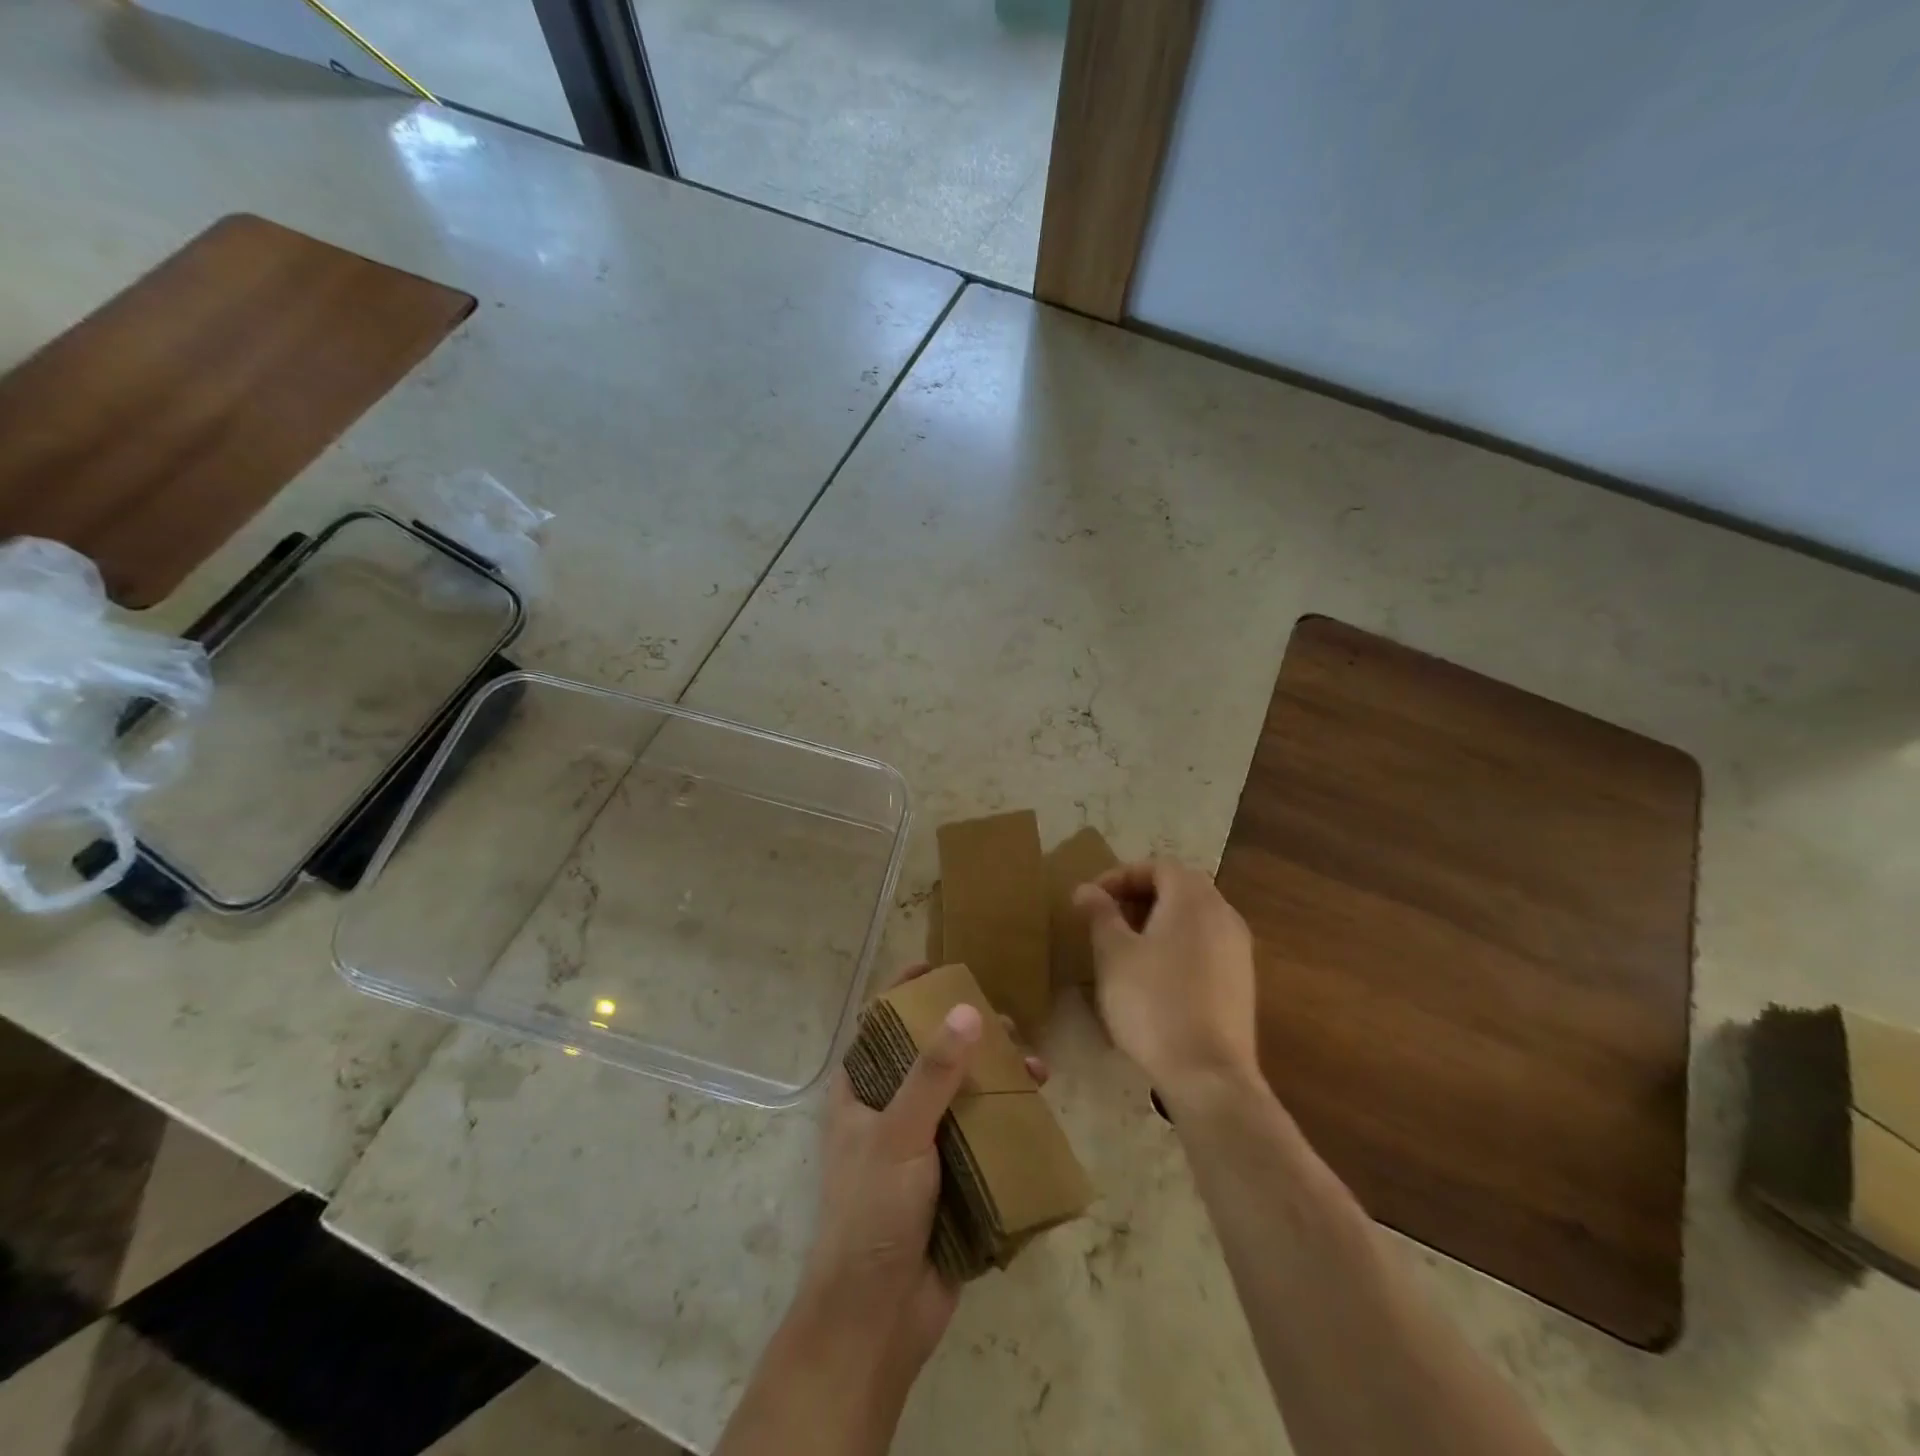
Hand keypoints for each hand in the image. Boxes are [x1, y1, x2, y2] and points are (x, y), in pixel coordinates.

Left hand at [796, 965, 1047, 1383]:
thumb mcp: (898, 1134)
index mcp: (860, 1092)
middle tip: (1009, 1026)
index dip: (907, 992)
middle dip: (971, 1037)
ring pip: (963, 1095)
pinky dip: (1007, 1121)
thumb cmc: (872, 1215)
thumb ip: (932, 1073)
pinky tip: (1037, 1112)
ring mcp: (922, 1146)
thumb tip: (967, 1010)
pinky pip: (982, 1136)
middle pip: (932, 1056)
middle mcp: (889, 1111)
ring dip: (998, 1079)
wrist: (876, 1322)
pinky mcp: (951, 1179)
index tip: (943, 967)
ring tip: (1036, 1071)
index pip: (881, 1025)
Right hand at [1073, 860, 1259, 1104]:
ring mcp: (1238, 950)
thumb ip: (1100, 914)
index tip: (1093, 898)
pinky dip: (1178, 945)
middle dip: (1140, 896)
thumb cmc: (1152, 1002)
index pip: (1158, 866)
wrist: (1208, 1075)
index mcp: (1193, 899)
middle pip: (1180, 888)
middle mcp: (1223, 915)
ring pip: (1194, 917)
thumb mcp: (1113, 954)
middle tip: (1107, 918)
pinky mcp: (1241, 982)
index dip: (1121, 875)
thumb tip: (1087, 890)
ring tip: (1126, 947)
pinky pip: (1206, 945)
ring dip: (1158, 921)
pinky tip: (1154, 976)